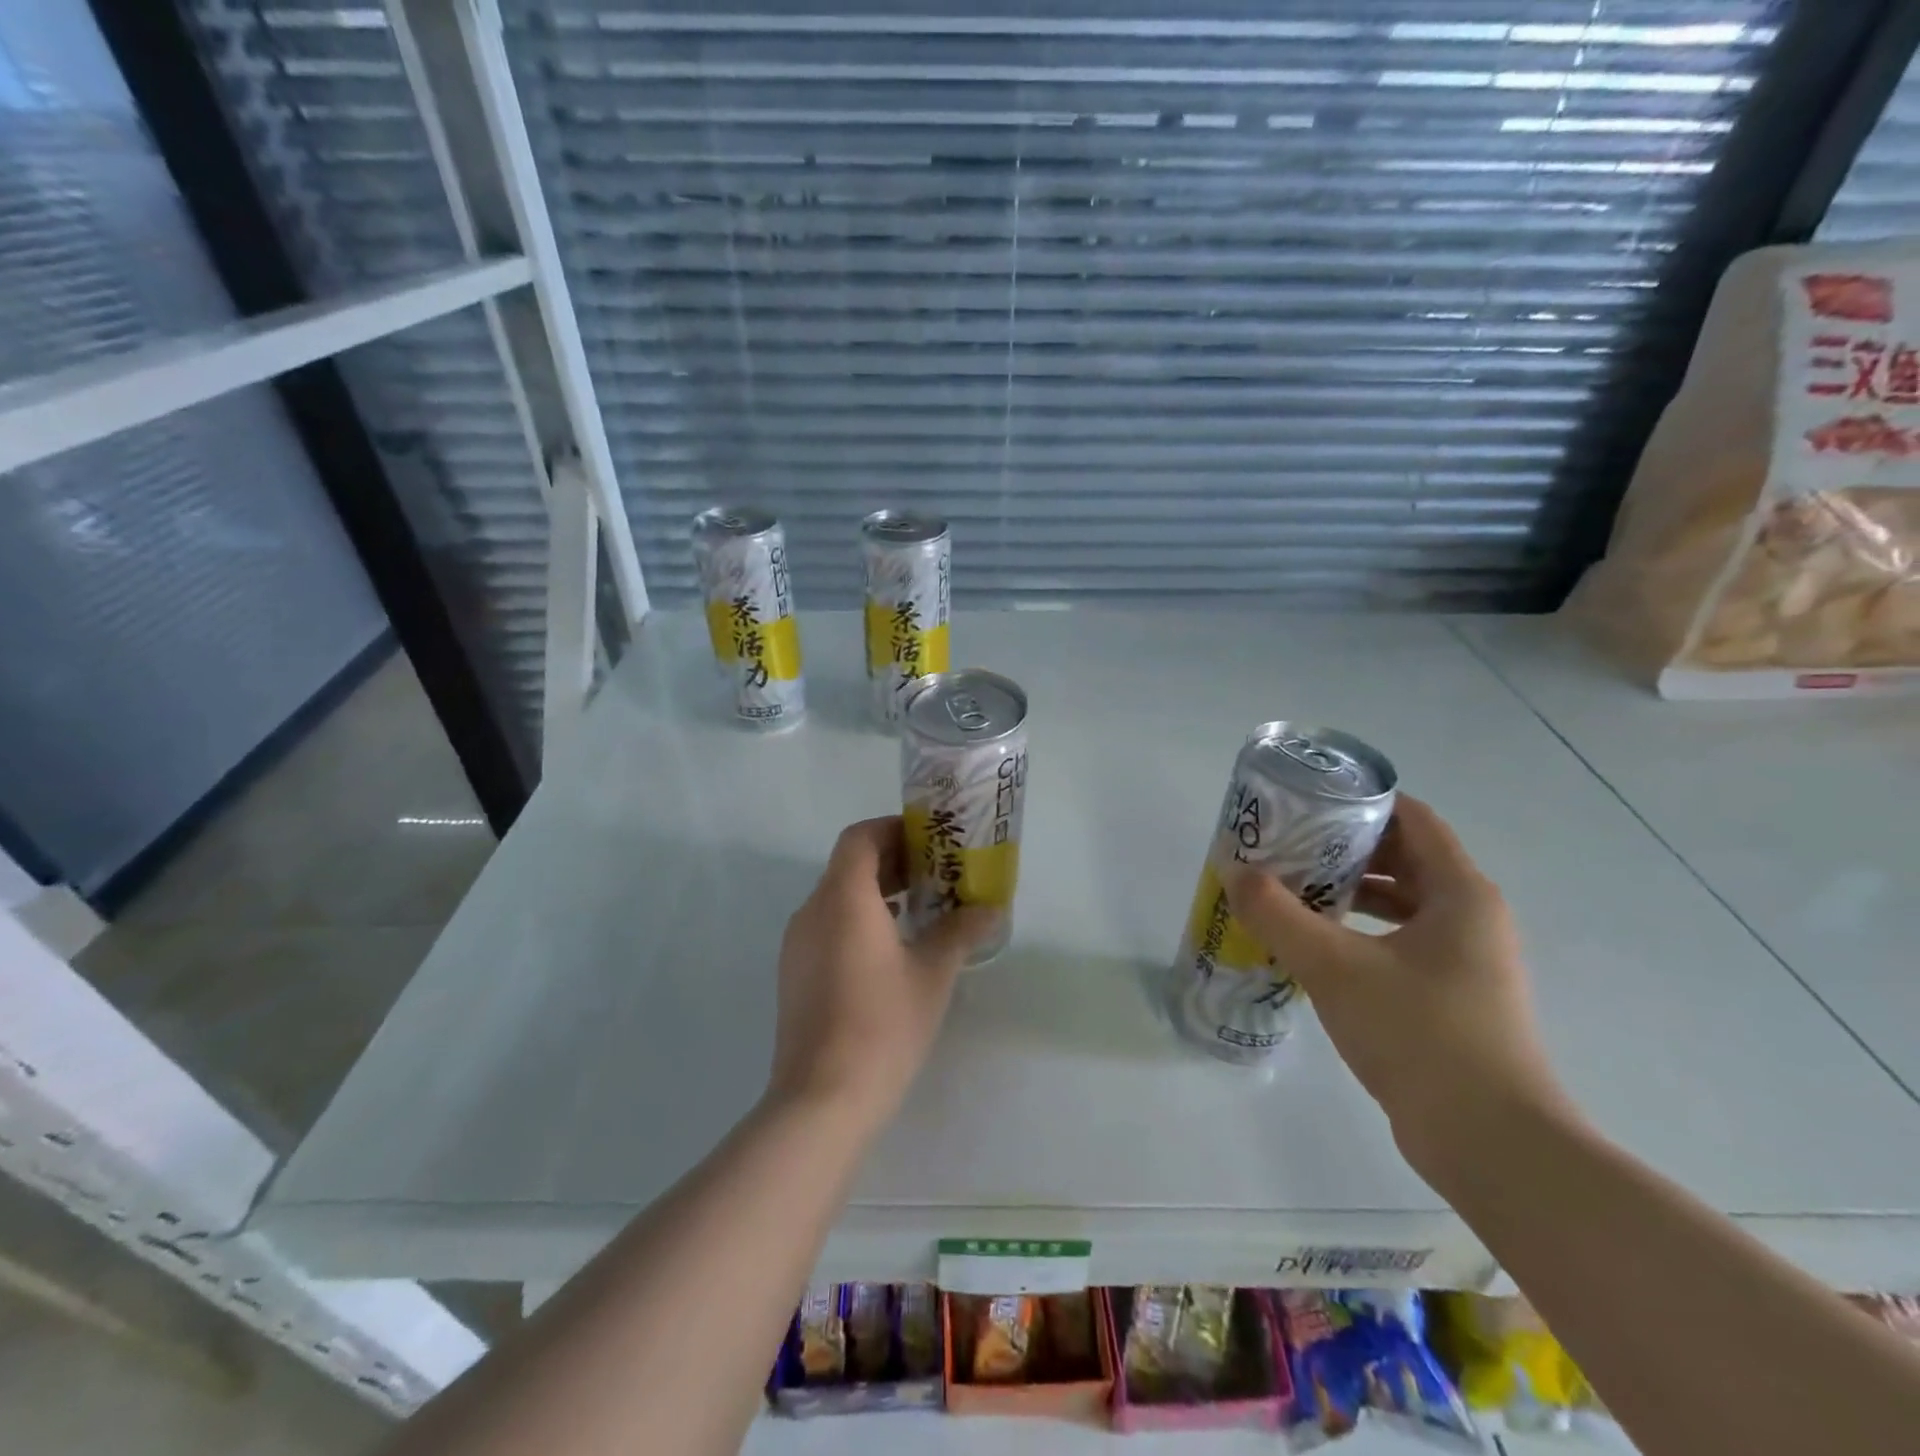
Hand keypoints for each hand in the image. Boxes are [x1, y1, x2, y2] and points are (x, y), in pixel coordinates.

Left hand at [767, 817, 995, 1127]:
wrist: (822, 1099)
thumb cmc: (883, 1025)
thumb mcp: (932, 973)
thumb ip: (960, 931)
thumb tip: (990, 909)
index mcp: (843, 898)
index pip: (860, 837)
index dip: (893, 829)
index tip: (929, 841)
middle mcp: (812, 911)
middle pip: (848, 864)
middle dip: (891, 860)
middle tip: (935, 874)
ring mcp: (797, 944)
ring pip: (836, 896)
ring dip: (875, 891)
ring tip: (918, 909)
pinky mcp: (794, 973)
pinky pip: (827, 925)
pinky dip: (857, 919)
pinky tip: (890, 949)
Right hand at [1223, 795, 1573, 1180]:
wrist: (1492, 1144)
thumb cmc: (1420, 1034)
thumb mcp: (1335, 967)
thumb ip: (1279, 916)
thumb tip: (1236, 874)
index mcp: (1461, 893)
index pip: (1412, 819)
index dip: (1360, 803)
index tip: (1306, 803)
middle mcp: (1472, 918)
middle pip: (1405, 858)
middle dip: (1344, 849)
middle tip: (1286, 847)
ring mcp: (1466, 962)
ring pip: (1402, 905)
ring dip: (1349, 893)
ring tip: (1291, 892)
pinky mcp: (1453, 999)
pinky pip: (1401, 943)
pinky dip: (1360, 933)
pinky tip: (1316, 948)